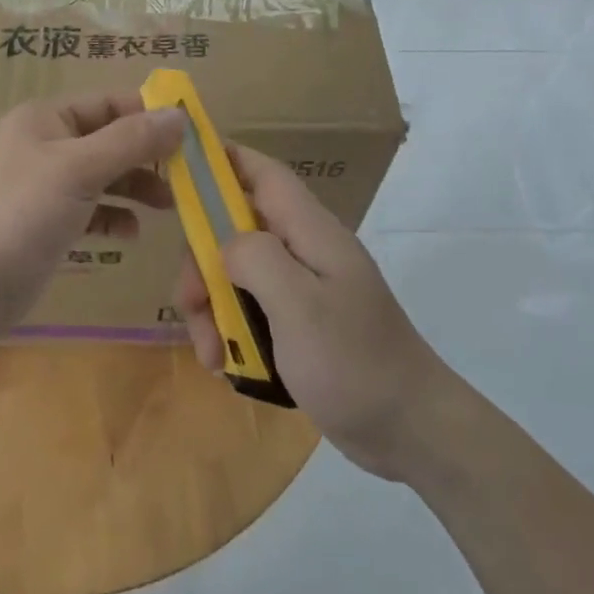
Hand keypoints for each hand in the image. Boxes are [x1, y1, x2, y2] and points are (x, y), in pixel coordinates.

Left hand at [0, 90, 182, 333]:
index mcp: (48, 118)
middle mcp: (48, 144)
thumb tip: (179, 115)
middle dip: (148, 156)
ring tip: (170, 206)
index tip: (195, 132)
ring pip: (105, 175)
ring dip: (136, 187)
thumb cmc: (21, 210)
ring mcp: (47, 185)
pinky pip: (92, 209)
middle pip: (111, 139)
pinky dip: (114, 216)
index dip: (151, 113)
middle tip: (190, 176)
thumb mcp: (80, 168)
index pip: (110, 103)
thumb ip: (131, 141)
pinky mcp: (49, 222)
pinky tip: (131, 232)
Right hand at [176, 145, 448, 479]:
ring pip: (236, 272)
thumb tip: (224, 243)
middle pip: (236, 228)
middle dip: (203, 262)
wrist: (413, 432)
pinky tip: (227, 365)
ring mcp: (302, 286)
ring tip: (210, 354)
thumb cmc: (354, 362)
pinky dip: (231, 331)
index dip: (222, 161)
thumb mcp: (300, 306)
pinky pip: (250, 308)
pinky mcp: (299, 321)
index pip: (262, 172)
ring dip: (212, 306)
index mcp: (310, 231)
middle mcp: (304, 249)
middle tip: (191, 305)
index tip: (180, 174)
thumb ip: (256, 259)